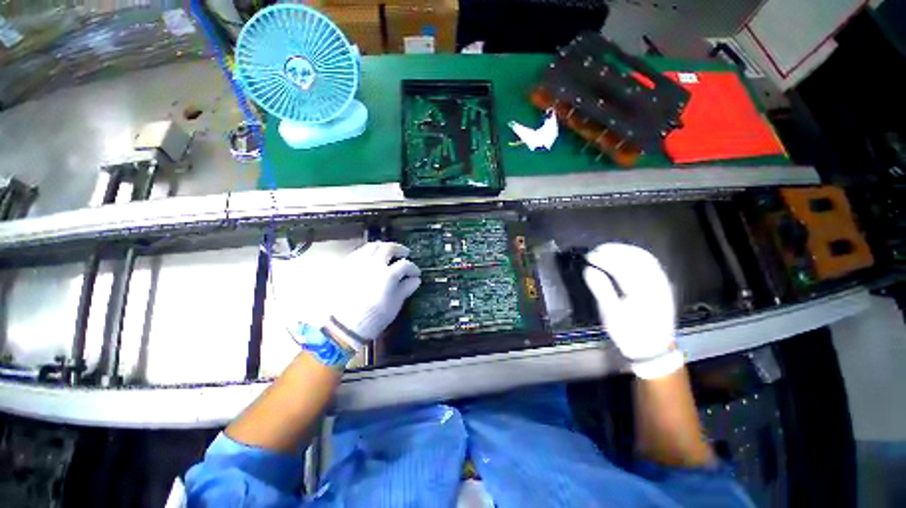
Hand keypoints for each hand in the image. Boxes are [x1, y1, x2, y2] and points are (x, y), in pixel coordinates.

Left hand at [324, 242, 420, 350]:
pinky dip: (368, 252)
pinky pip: (358, 252)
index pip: (405, 265)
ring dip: (383, 247)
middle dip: (399, 249)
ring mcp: (357, 264)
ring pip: (372, 246)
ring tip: (388, 251)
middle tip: (404, 253)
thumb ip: (405, 288)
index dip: (413, 268)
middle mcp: (373, 264)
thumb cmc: (373, 318)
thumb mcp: (394, 304)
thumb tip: (415, 280)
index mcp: (388, 274)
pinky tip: (371, 259)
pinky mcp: (345, 267)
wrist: (342, 327)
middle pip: (388, 248)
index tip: (416, 273)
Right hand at [582, 243, 682, 378]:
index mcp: (642, 294)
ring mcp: (662, 283)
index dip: (604, 259)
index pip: (621, 269)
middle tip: (596, 249)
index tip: (589, 256)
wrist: (653, 349)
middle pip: (635, 259)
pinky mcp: (663, 284)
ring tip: (607, 248)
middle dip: (614, 250)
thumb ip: (601, 290)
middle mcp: (655, 285)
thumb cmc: (629, 334)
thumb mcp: (611, 316)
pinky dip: (636, 254)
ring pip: (645, 258)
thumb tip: (588, 269)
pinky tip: (624, 254)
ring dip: (625, 250)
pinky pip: (651, 263)